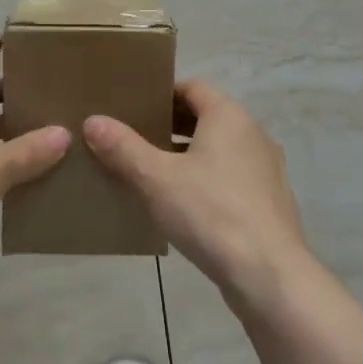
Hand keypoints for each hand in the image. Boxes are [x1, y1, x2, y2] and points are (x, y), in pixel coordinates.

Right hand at [83, 79, 308, 303]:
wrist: (270, 276)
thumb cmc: (211, 212)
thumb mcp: (157, 179)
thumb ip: (123, 148)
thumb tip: (93, 121)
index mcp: (229, 116)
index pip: (192, 88)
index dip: (162, 94)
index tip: (132, 107)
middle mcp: (252, 134)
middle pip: (205, 117)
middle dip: (170, 126)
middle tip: (133, 138)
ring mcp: (265, 169)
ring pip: (218, 150)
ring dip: (187, 156)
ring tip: (151, 173)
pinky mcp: (269, 202)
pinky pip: (230, 178)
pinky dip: (206, 181)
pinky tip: (182, 206)